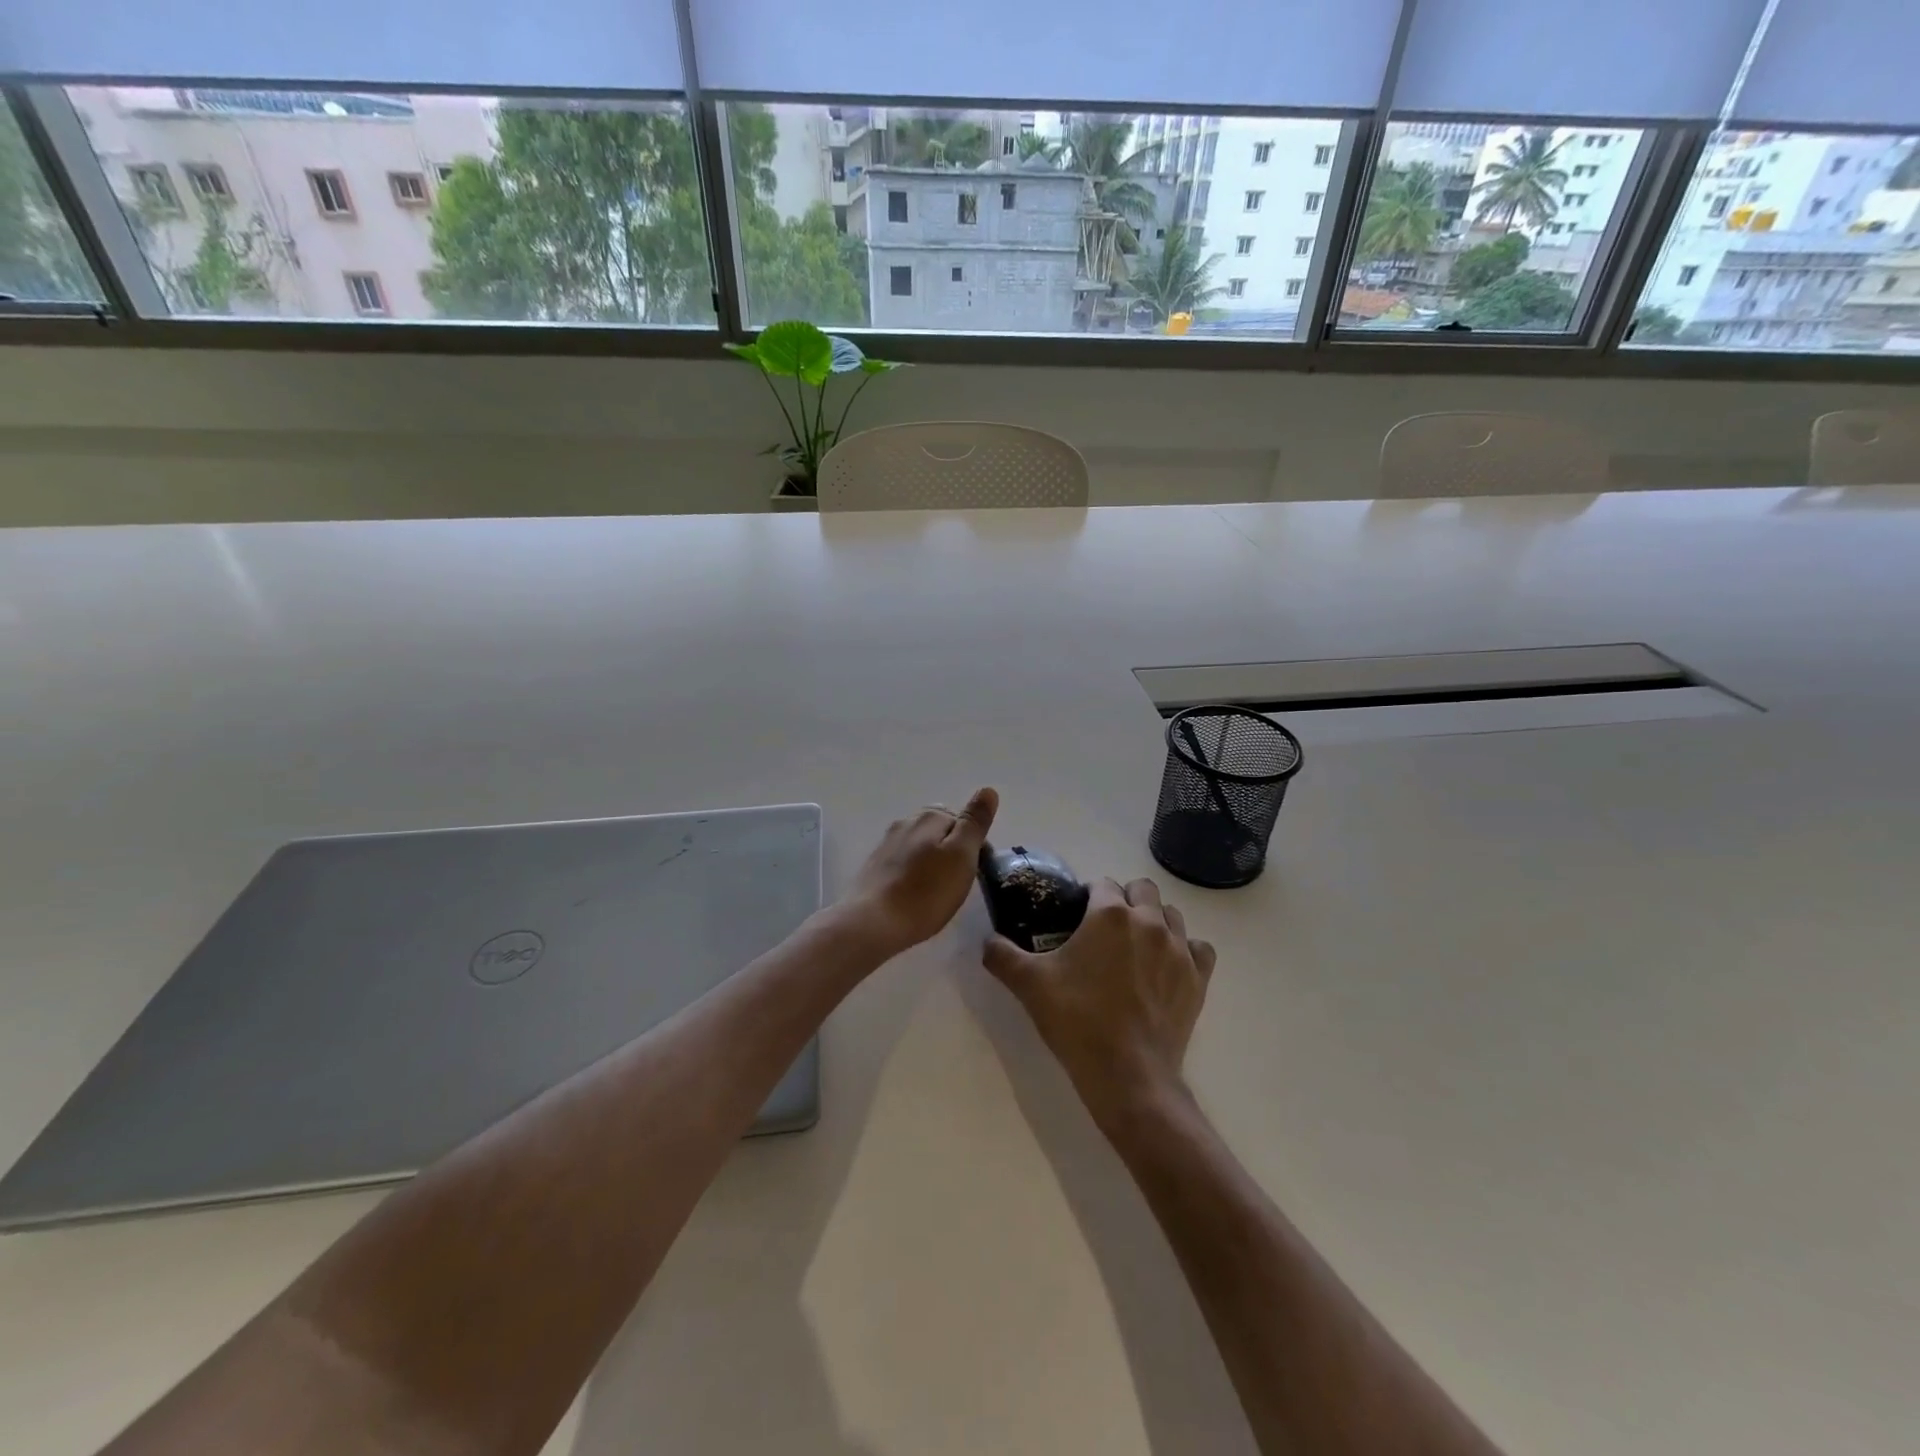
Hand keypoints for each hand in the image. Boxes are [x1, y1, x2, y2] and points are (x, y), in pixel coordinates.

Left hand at [844, 788, 998, 956]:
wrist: (873, 922)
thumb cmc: (926, 892)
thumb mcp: (962, 855)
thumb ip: (974, 822)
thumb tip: (988, 791)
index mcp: (930, 816)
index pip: (963, 820)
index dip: (976, 844)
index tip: (979, 871)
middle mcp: (906, 822)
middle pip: (940, 830)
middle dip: (953, 849)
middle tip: (960, 881)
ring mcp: (887, 843)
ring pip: (920, 845)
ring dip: (933, 860)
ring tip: (940, 889)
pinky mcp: (875, 865)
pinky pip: (903, 861)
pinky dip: (915, 872)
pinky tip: (916, 893)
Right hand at [984, 876, 1215, 1121]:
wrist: (1128, 1075)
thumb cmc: (1077, 1021)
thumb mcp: (1029, 985)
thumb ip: (1002, 955)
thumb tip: (988, 942)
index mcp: (1110, 914)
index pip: (1101, 885)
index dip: (1087, 897)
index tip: (1076, 917)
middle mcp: (1149, 921)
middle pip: (1142, 889)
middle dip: (1125, 899)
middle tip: (1105, 930)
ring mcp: (1179, 949)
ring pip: (1171, 915)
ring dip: (1154, 920)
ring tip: (1135, 947)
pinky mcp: (1198, 978)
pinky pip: (1199, 948)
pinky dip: (1186, 950)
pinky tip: (1168, 966)